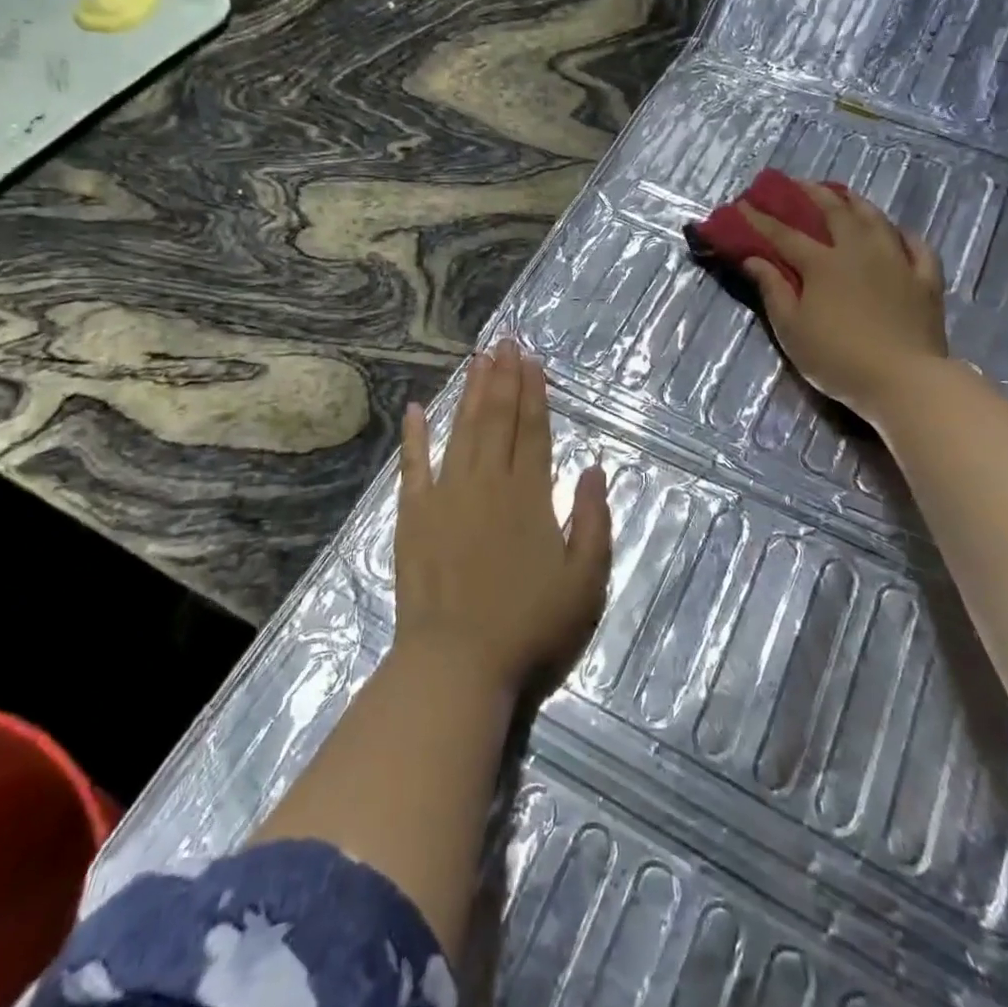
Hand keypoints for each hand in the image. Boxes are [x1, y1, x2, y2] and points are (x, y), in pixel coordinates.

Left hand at [393, 340, 611, 699]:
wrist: (456, 663)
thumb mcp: (586, 581)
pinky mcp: (413, 515)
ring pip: (461, 431)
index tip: (532, 361)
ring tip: (477, 359)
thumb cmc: (529, 626)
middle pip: (497, 419)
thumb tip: (594, 469)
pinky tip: (415, 408)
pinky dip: (414, 436)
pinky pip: (413, 465)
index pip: (534, 431)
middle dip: (504, 379)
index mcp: (529, 495)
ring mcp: (446, 496)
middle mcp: (488, 483)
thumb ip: (594, 520)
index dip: (535, 393)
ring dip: (470, 393)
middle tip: (505, 343)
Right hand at [740, 180, 949, 419]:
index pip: (785, 234)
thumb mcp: (791, 328)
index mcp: (823, 263)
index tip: (743, 205)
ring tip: (842, 193)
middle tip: (796, 184)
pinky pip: (916, 246)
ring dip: (855, 202)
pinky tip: (895, 232)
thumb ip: (773, 289)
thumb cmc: (837, 357)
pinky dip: (902, 234)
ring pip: (875, 219)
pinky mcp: (926, 279)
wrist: (903, 380)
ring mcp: (897, 261)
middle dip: (811, 194)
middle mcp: (860, 250)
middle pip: (834, 212)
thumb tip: (753, 259)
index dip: (761, 219)